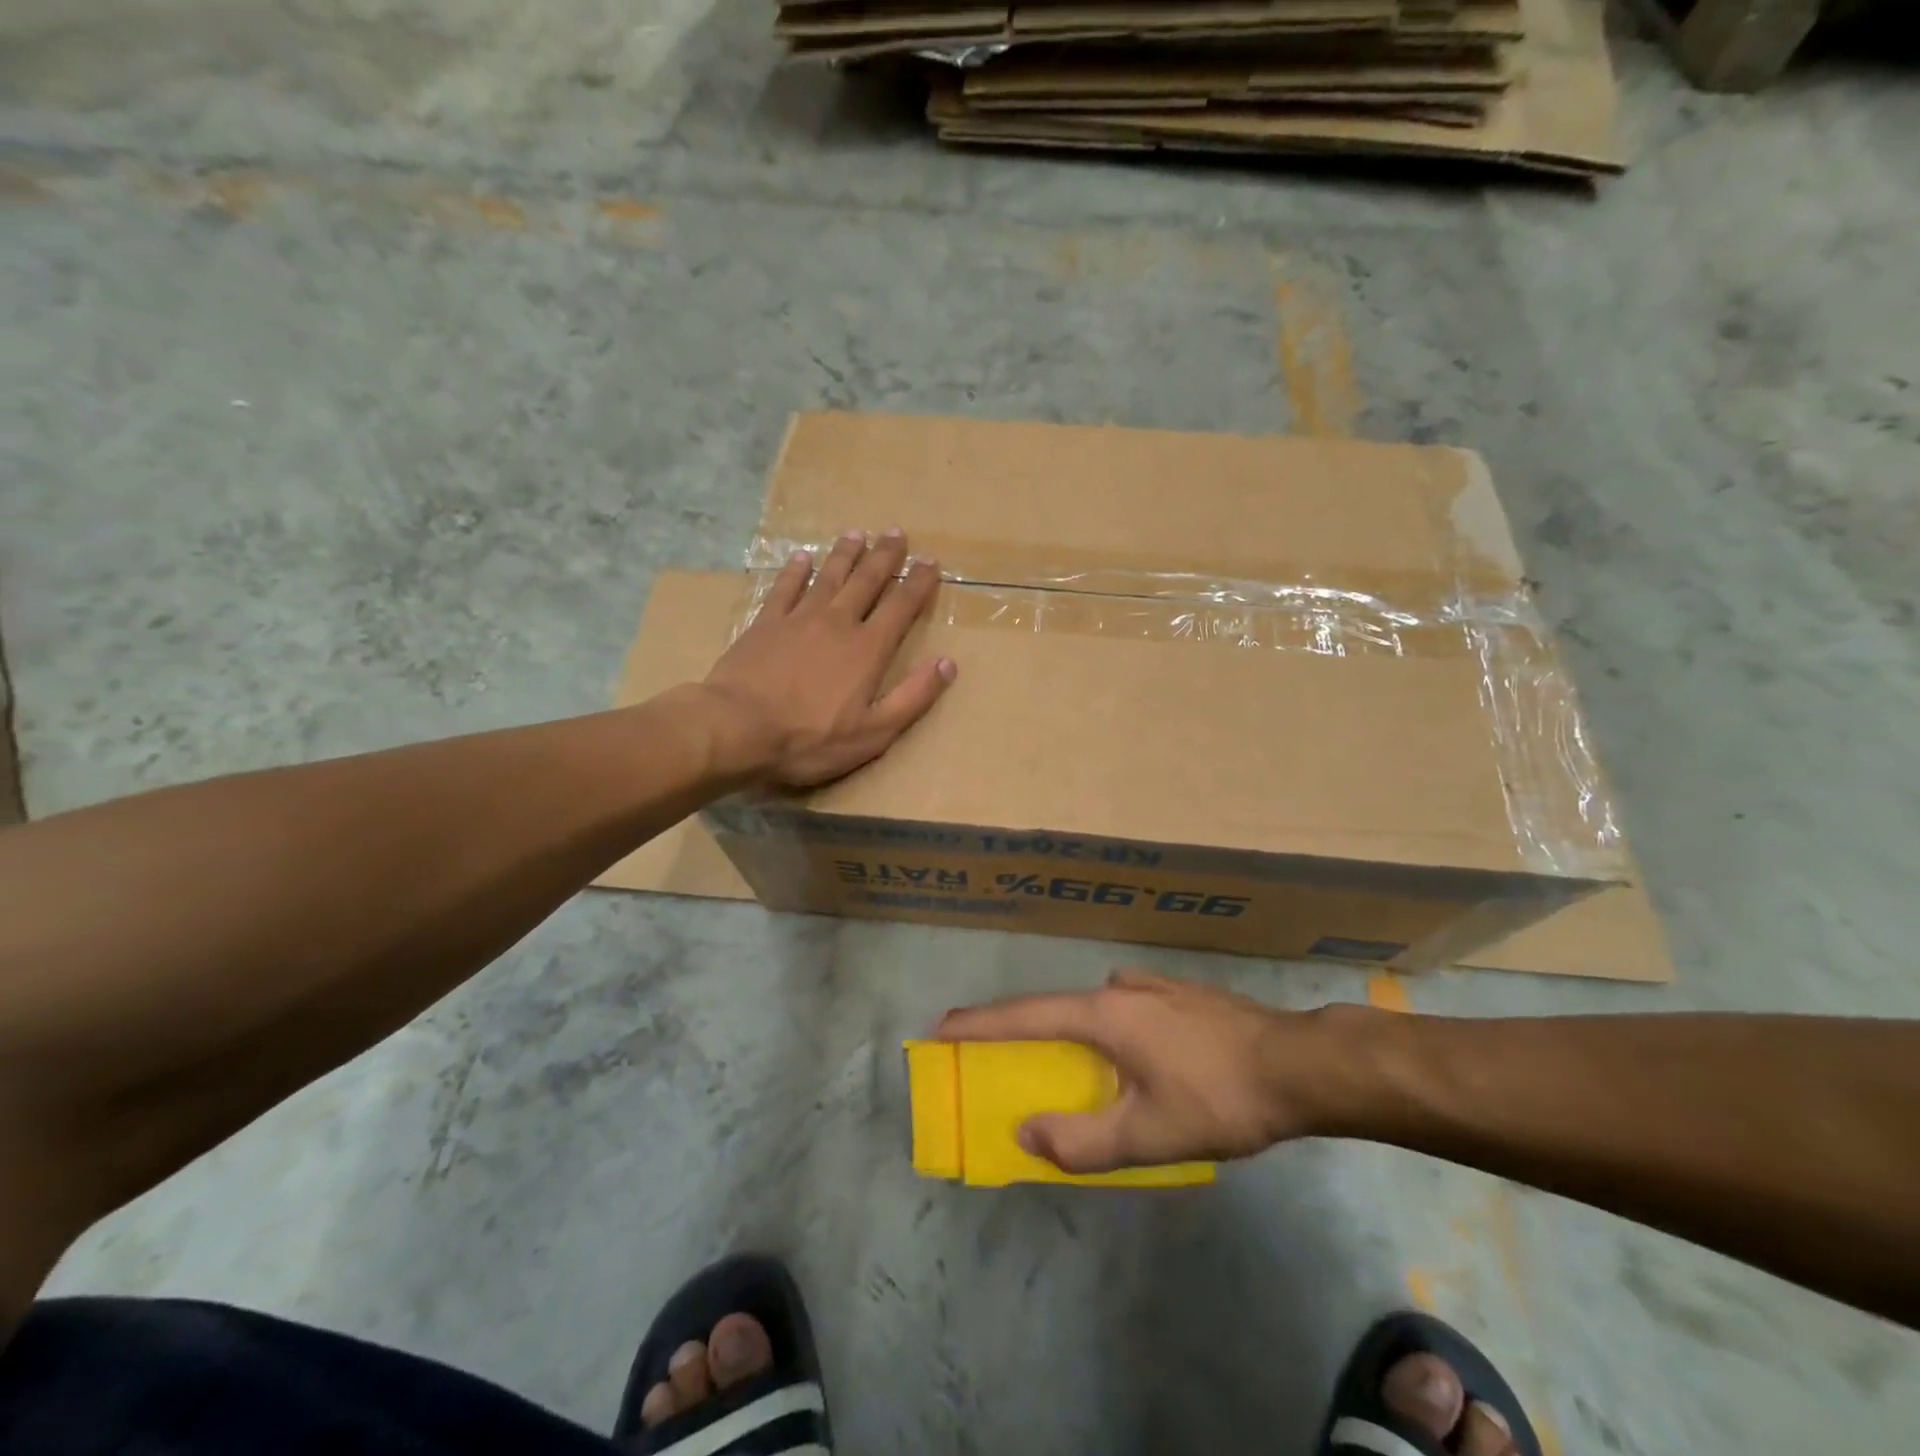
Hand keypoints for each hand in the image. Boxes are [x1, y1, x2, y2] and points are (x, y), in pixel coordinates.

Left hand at [701, 527, 955, 789]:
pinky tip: (802, 557)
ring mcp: (798, 619)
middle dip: (884, 556)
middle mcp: (837, 623)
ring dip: (845, 554)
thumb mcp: (875, 732)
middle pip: (866, 581)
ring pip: (828, 576)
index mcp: (868, 649)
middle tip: (896, 532)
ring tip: (857, 533)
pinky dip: (795, 570)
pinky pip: (784, 588)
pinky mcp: (765, 624)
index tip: (930, 561)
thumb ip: (913, 696)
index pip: (901, 607)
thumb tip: (947, 663)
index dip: (918, 583)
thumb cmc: (810, 738)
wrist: (738, 729)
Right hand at [935, 969, 1330, 1172]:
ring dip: (1068, 1029)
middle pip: (1056, 1008)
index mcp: (1103, 1016)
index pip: (1025, 1017)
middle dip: (1020, 1028)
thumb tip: (1026, 1133)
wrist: (1299, 1064)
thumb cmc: (1217, 1098)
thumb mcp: (1148, 1135)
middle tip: (994, 1049)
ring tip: (1067, 1060)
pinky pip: (1125, 1007)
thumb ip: (1082, 1141)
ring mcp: (1153, 986)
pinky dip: (1106, 1028)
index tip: (940, 1027)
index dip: (979, 1023)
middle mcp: (1120, 989)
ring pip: (1094, 1007)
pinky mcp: (1180, 994)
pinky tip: (1131, 1051)